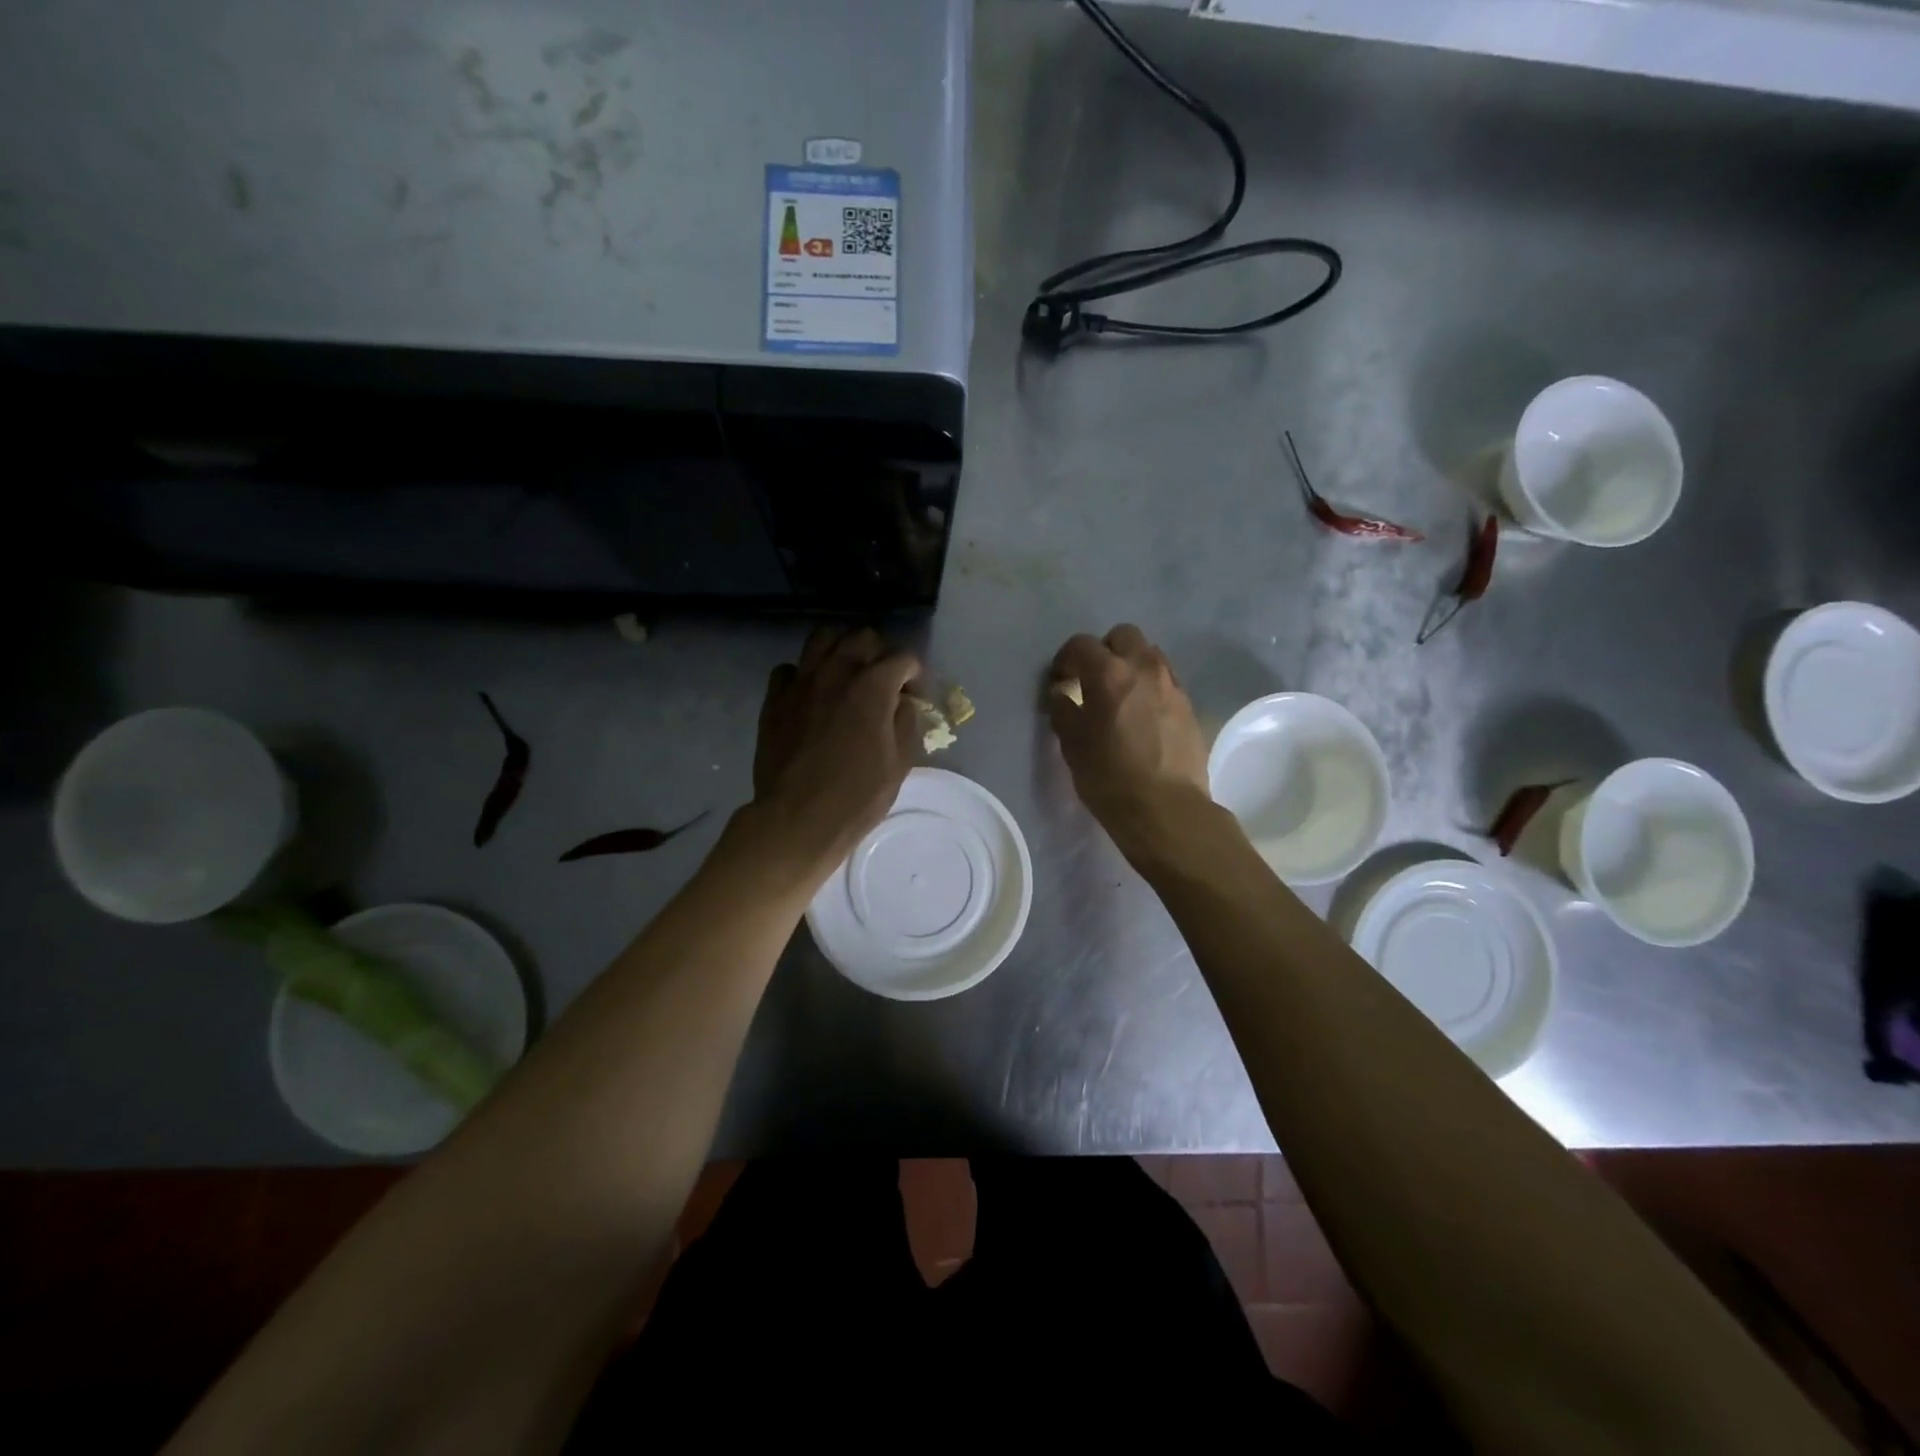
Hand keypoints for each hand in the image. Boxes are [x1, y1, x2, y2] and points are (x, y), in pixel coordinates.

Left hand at [747, 626, 920, 881]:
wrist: (797, 819)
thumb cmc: (857, 796)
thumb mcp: (899, 763)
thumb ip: (906, 722)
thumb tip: (902, 703)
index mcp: (873, 686)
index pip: (903, 658)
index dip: (914, 674)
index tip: (915, 694)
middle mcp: (836, 672)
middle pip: (862, 637)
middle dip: (879, 653)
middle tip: (883, 680)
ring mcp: (801, 682)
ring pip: (822, 638)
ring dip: (840, 649)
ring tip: (846, 673)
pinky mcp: (775, 699)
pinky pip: (789, 669)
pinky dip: (803, 674)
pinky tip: (811, 694)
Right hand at [1047, 625, 1212, 855]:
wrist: (1167, 809)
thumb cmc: (1110, 777)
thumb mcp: (1073, 746)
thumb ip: (1063, 711)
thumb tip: (1061, 695)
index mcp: (1109, 673)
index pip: (1081, 644)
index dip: (1065, 659)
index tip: (1060, 681)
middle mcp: (1144, 668)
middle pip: (1123, 636)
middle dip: (1104, 651)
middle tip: (1092, 681)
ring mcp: (1172, 685)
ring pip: (1149, 655)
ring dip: (1130, 666)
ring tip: (1120, 697)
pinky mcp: (1189, 706)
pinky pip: (1165, 681)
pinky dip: (1150, 687)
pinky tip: (1142, 716)